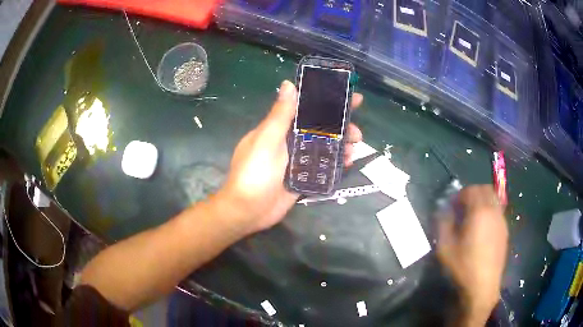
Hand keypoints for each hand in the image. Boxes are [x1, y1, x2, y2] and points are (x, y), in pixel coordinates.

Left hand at [217, 80, 362, 233]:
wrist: (248, 210)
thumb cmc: (254, 172)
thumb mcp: (266, 140)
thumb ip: (280, 114)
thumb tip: (287, 84)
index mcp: (279, 128)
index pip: (306, 108)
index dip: (326, 101)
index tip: (348, 97)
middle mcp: (289, 142)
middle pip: (319, 128)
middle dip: (340, 127)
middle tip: (357, 132)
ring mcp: (297, 161)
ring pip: (324, 147)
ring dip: (341, 145)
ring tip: (354, 148)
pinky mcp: (302, 178)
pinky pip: (322, 166)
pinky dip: (336, 163)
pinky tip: (348, 162)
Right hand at [437, 185, 507, 325]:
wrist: (482, 287)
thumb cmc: (463, 267)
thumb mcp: (445, 247)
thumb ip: (443, 223)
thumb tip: (444, 210)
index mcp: (479, 212)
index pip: (471, 190)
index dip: (460, 194)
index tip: (452, 205)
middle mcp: (493, 211)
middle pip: (486, 189)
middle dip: (473, 193)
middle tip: (463, 207)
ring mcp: (501, 221)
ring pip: (494, 200)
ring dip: (483, 202)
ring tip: (473, 218)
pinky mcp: (505, 232)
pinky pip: (498, 212)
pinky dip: (489, 212)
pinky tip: (482, 229)